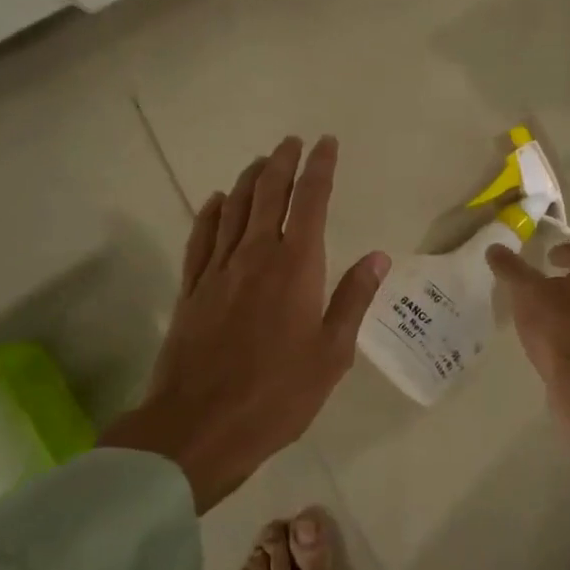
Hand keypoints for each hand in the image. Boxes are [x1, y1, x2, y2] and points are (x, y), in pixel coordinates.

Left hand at [105, 136, 388, 510]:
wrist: (199, 427)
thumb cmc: (278, 395)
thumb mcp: (332, 354)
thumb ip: (353, 300)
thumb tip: (377, 256)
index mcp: (296, 267)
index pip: (311, 202)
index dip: (320, 169)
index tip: (326, 144)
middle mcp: (255, 256)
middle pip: (268, 194)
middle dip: (282, 163)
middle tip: (292, 142)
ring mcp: (218, 271)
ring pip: (233, 209)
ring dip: (249, 180)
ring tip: (261, 162)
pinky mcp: (191, 290)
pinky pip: (201, 238)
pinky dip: (211, 213)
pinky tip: (216, 201)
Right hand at [487, 240, 569, 474]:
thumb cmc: (557, 325)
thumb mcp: (526, 292)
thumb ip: (511, 269)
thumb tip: (495, 248)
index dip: (569, 251)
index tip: (550, 256)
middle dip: (568, 281)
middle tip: (543, 283)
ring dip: (569, 308)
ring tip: (541, 315)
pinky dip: (568, 334)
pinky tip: (548, 343)